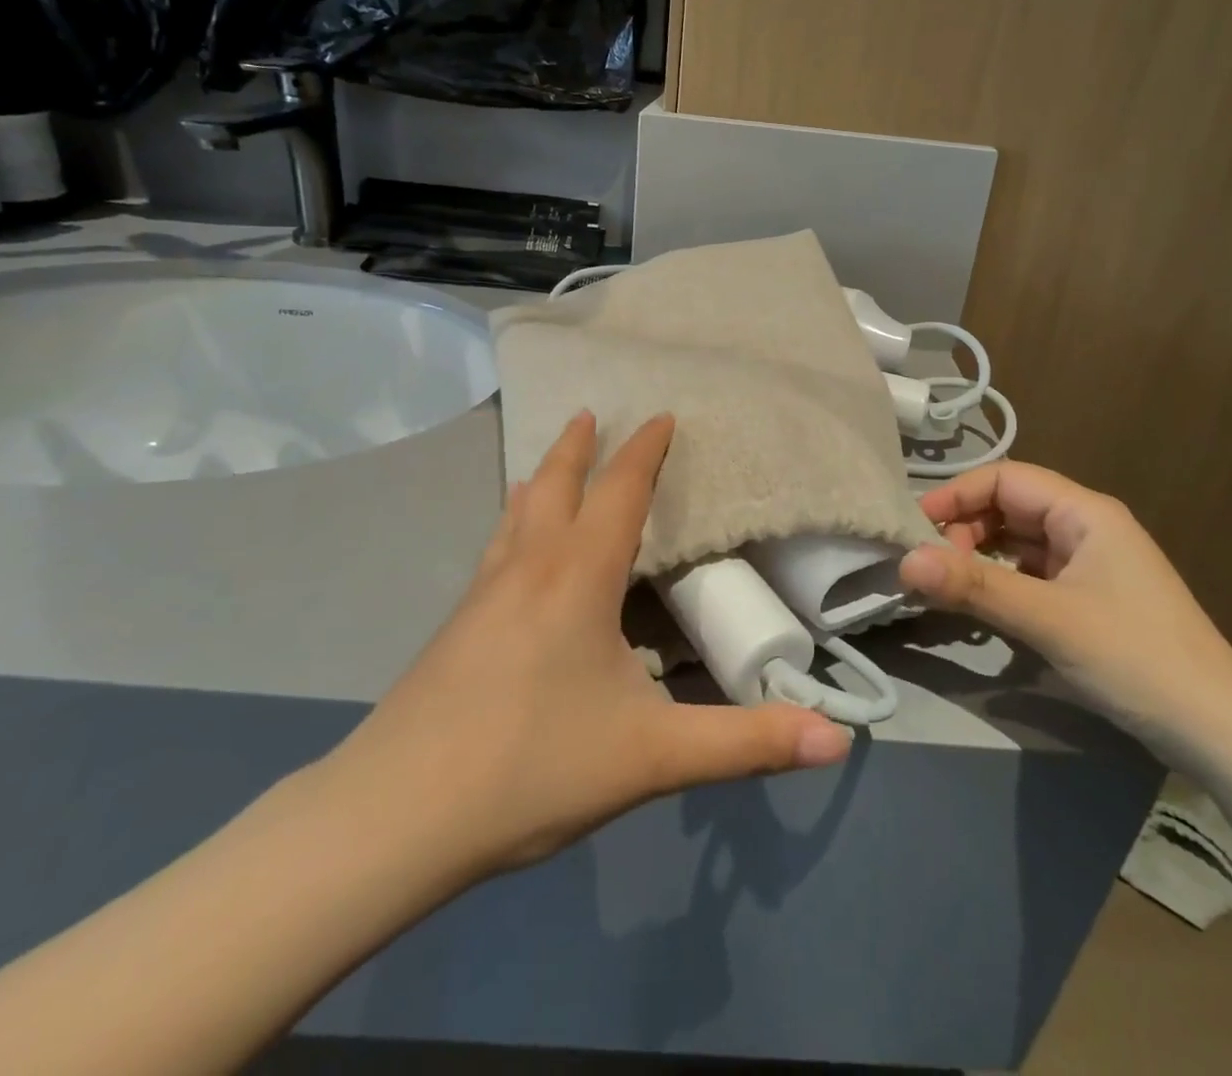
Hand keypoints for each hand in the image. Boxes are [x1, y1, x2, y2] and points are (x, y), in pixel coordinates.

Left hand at [317, 411, 851, 901]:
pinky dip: (513, 523)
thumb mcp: (652, 757)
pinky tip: (508, 548)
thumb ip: (746, 743)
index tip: (661, 415)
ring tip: (546, 463)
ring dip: (539, 478)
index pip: (619, 493)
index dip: (644, 451)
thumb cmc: (530, 769)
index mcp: (578, 578)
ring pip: (515, 515)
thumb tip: (839, 741)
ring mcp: (481, 596)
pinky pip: (494, 549)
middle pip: (554, 485)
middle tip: (590, 412)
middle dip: (578, 447)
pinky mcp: (454, 628)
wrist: (392, 818)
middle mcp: (527, 569)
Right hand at [899, 461, 1231, 764]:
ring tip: (945, 585)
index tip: (913, 529)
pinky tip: (980, 604)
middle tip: (930, 566)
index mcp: (1085, 512)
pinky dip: (1000, 581)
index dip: (955, 495)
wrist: (1221, 733)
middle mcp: (1086, 527)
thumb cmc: (1136, 659)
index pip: (1004, 478)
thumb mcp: (1049, 619)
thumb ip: (975, 586)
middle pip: (1008, 506)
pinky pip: (1031, 573)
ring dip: (978, 556)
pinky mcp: (1089, 597)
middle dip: (963, 528)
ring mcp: (1090, 563)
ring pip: (1017, 542)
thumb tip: (904, 561)